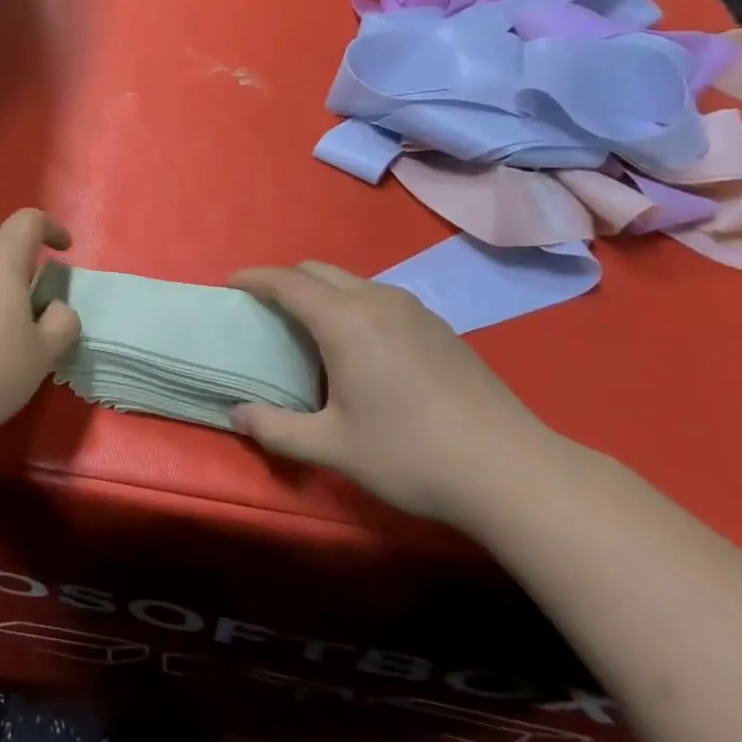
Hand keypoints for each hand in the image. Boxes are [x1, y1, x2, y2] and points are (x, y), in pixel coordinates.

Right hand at [228, 262, 556, 525]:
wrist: (511, 470)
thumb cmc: (410, 454)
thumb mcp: (332, 447)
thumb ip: (275, 429)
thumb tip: (236, 415)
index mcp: (345, 321)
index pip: (287, 282)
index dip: (254, 278)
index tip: (229, 283)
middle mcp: (378, 301)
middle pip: (318, 271)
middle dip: (284, 280)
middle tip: (263, 309)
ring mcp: (414, 311)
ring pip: (352, 281)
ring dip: (320, 292)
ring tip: (306, 328)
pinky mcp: (440, 327)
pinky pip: (379, 298)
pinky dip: (351, 304)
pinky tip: (358, 347)